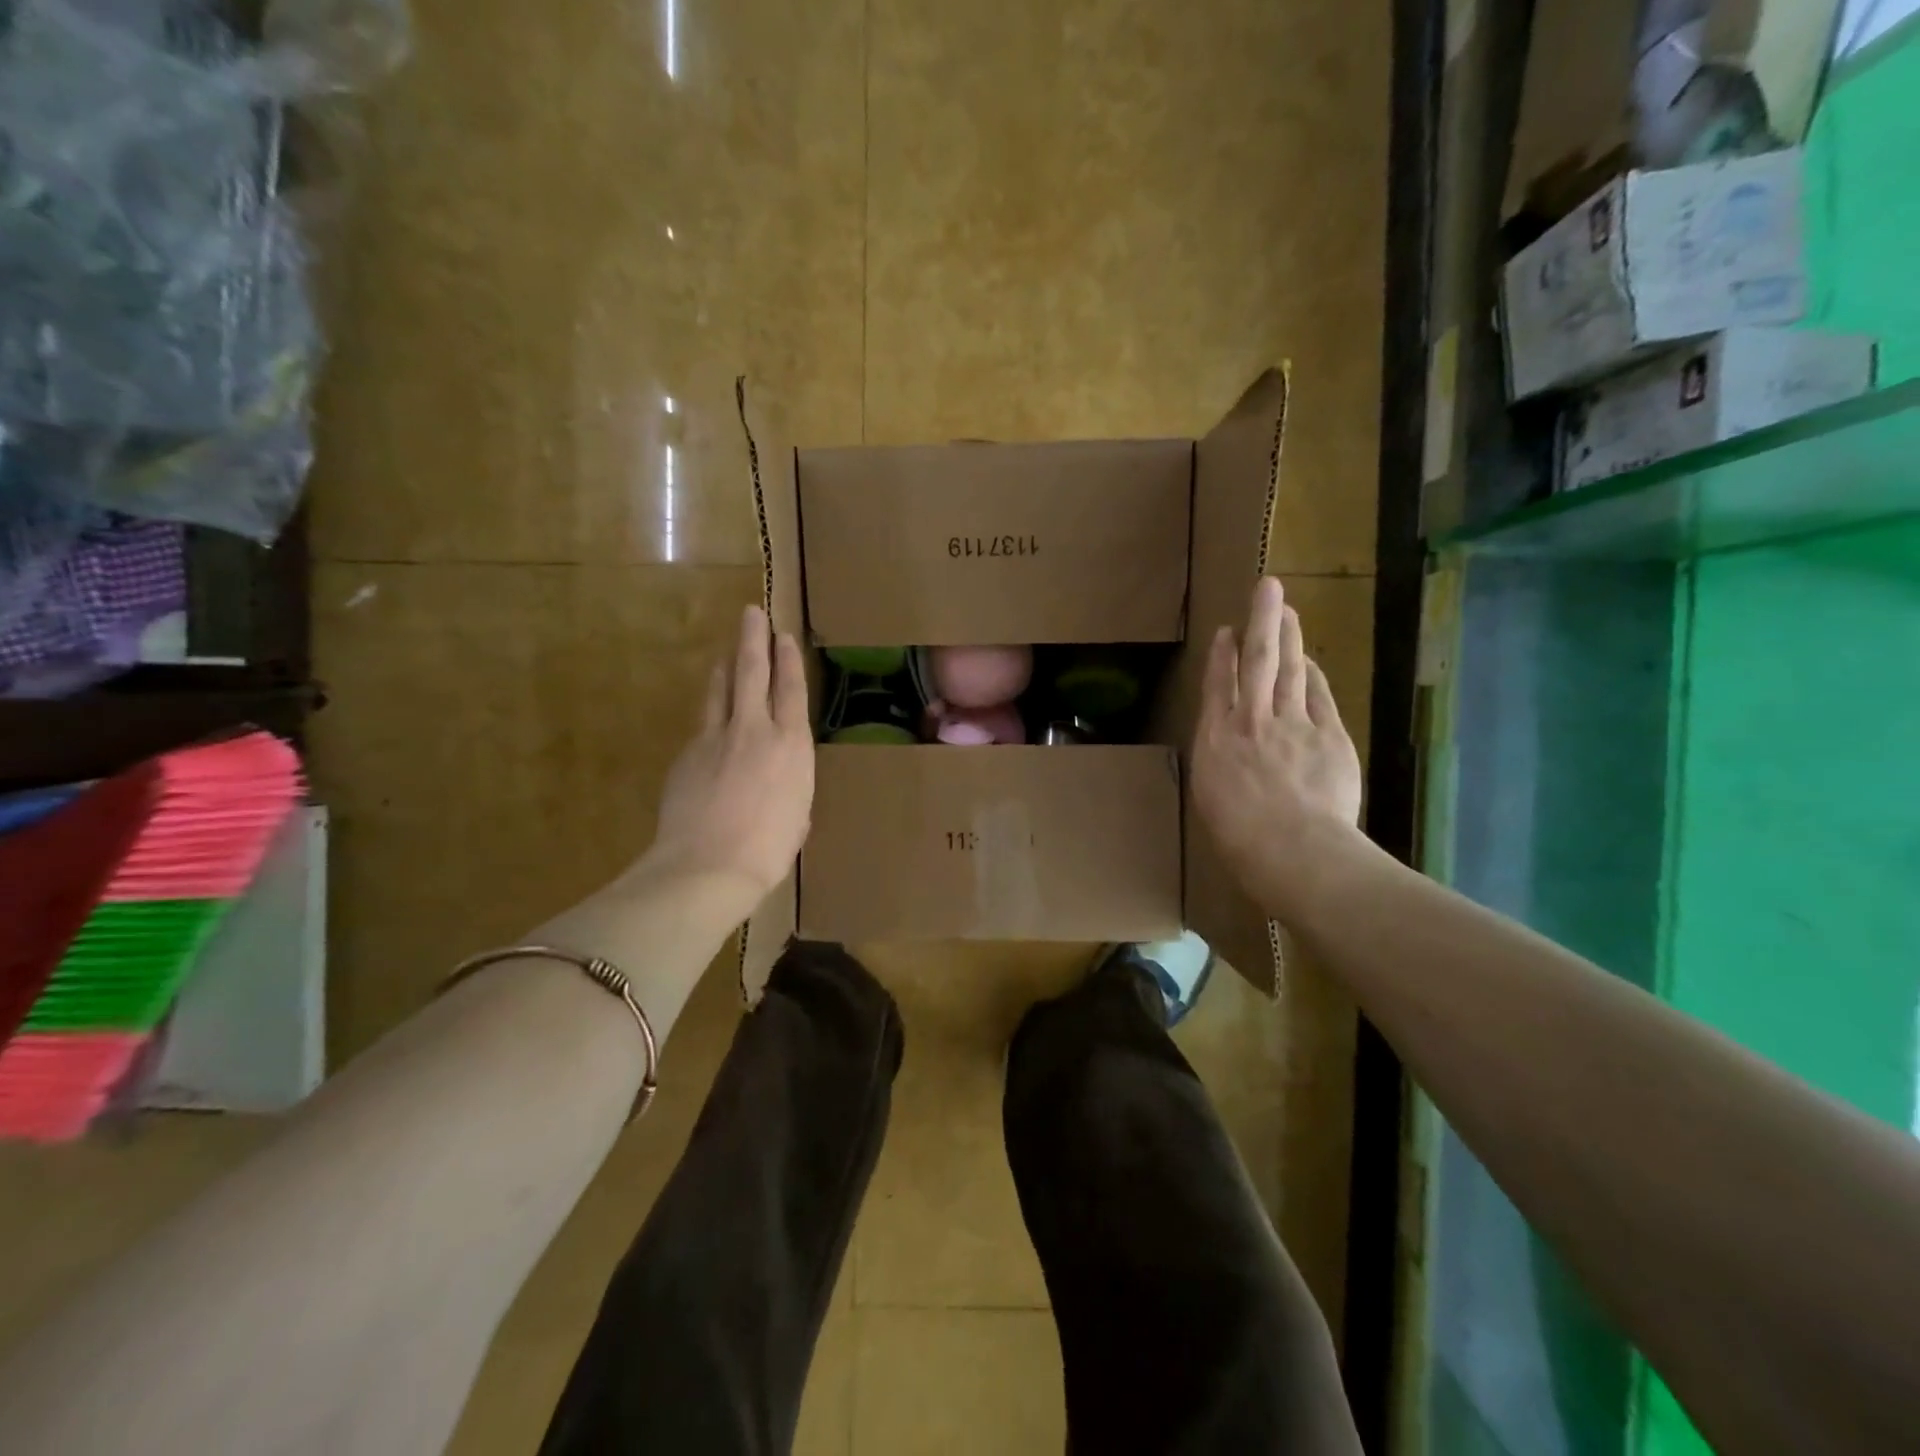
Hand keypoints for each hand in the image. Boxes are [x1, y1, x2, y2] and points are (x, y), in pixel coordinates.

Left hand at [642, 604, 813, 912]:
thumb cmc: (768, 850)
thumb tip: (781, 790)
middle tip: (750, 613)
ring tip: (728, 655)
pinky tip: (710, 723)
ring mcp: (715, 738)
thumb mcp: (797, 819)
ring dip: (726, 668)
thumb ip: (791, 792)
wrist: (707, 865)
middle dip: (753, 639)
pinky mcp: (687, 754)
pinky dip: (710, 716)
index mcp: (791, 745)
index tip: (784, 636)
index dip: (788, 660)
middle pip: (753, 672)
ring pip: (721, 690)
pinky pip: (702, 725)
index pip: (791, 689)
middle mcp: (755, 730)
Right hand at [1191, 577, 1363, 916]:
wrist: (1293, 850)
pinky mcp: (1328, 735)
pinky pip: (1318, 696)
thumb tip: (1225, 745)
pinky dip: (1312, 674)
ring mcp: (1292, 724)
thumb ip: (1218, 762)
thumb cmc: (1240, 838)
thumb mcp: (1211, 798)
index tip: (1226, 631)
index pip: (1217, 686)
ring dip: (1288, 636)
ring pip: (1288, 669)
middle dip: (1261, 621)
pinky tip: (1308, 660)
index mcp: (1215, 741)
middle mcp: (1250, 722)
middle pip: (1256, 662)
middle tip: (1267, 587)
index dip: (1222, 655)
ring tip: (1287, 609)